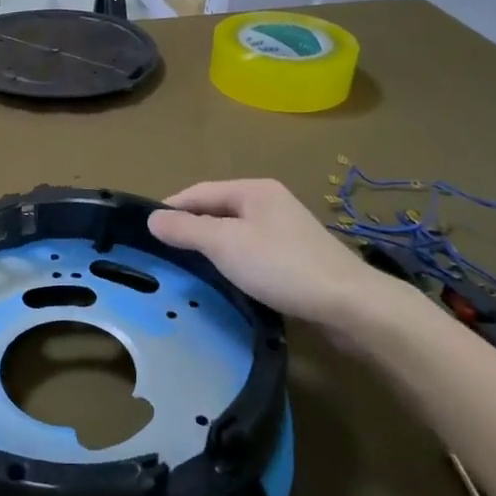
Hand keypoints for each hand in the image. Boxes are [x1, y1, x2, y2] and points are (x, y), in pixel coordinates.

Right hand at [148, 179, 404, 332]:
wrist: (349, 305)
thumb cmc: (281, 266)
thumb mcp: (225, 244)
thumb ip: (186, 229)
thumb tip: (151, 218)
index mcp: (253, 190)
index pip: (199, 191)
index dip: (171, 208)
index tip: (145, 231)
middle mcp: (269, 203)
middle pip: (217, 210)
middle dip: (190, 228)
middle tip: (162, 252)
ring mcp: (285, 230)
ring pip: (234, 233)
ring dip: (210, 247)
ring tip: (187, 267)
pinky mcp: (295, 258)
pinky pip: (251, 252)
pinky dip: (232, 262)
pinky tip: (225, 279)